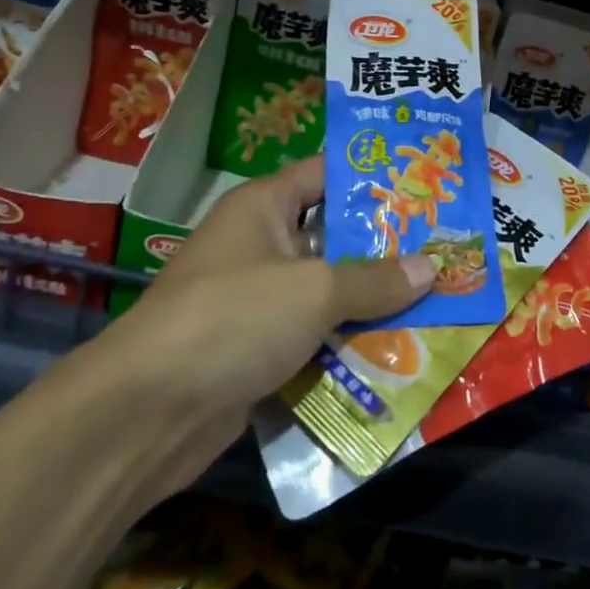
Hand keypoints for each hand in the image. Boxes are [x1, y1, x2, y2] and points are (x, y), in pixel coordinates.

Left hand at [92, 156, 433, 467]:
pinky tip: (398, 350)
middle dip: (385, 247)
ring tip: (436, 299)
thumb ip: (375, 280)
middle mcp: (259, 245)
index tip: (425, 184)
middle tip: (444, 247)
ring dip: (371, 302)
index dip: (373, 176)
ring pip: (327, 291)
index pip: (326, 173)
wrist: (145, 415)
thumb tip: (431, 268)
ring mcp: (256, 300)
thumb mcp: (314, 290)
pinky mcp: (256, 350)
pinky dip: (347, 342)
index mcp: (264, 208)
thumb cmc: (233, 319)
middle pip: (333, 236)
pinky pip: (313, 336)